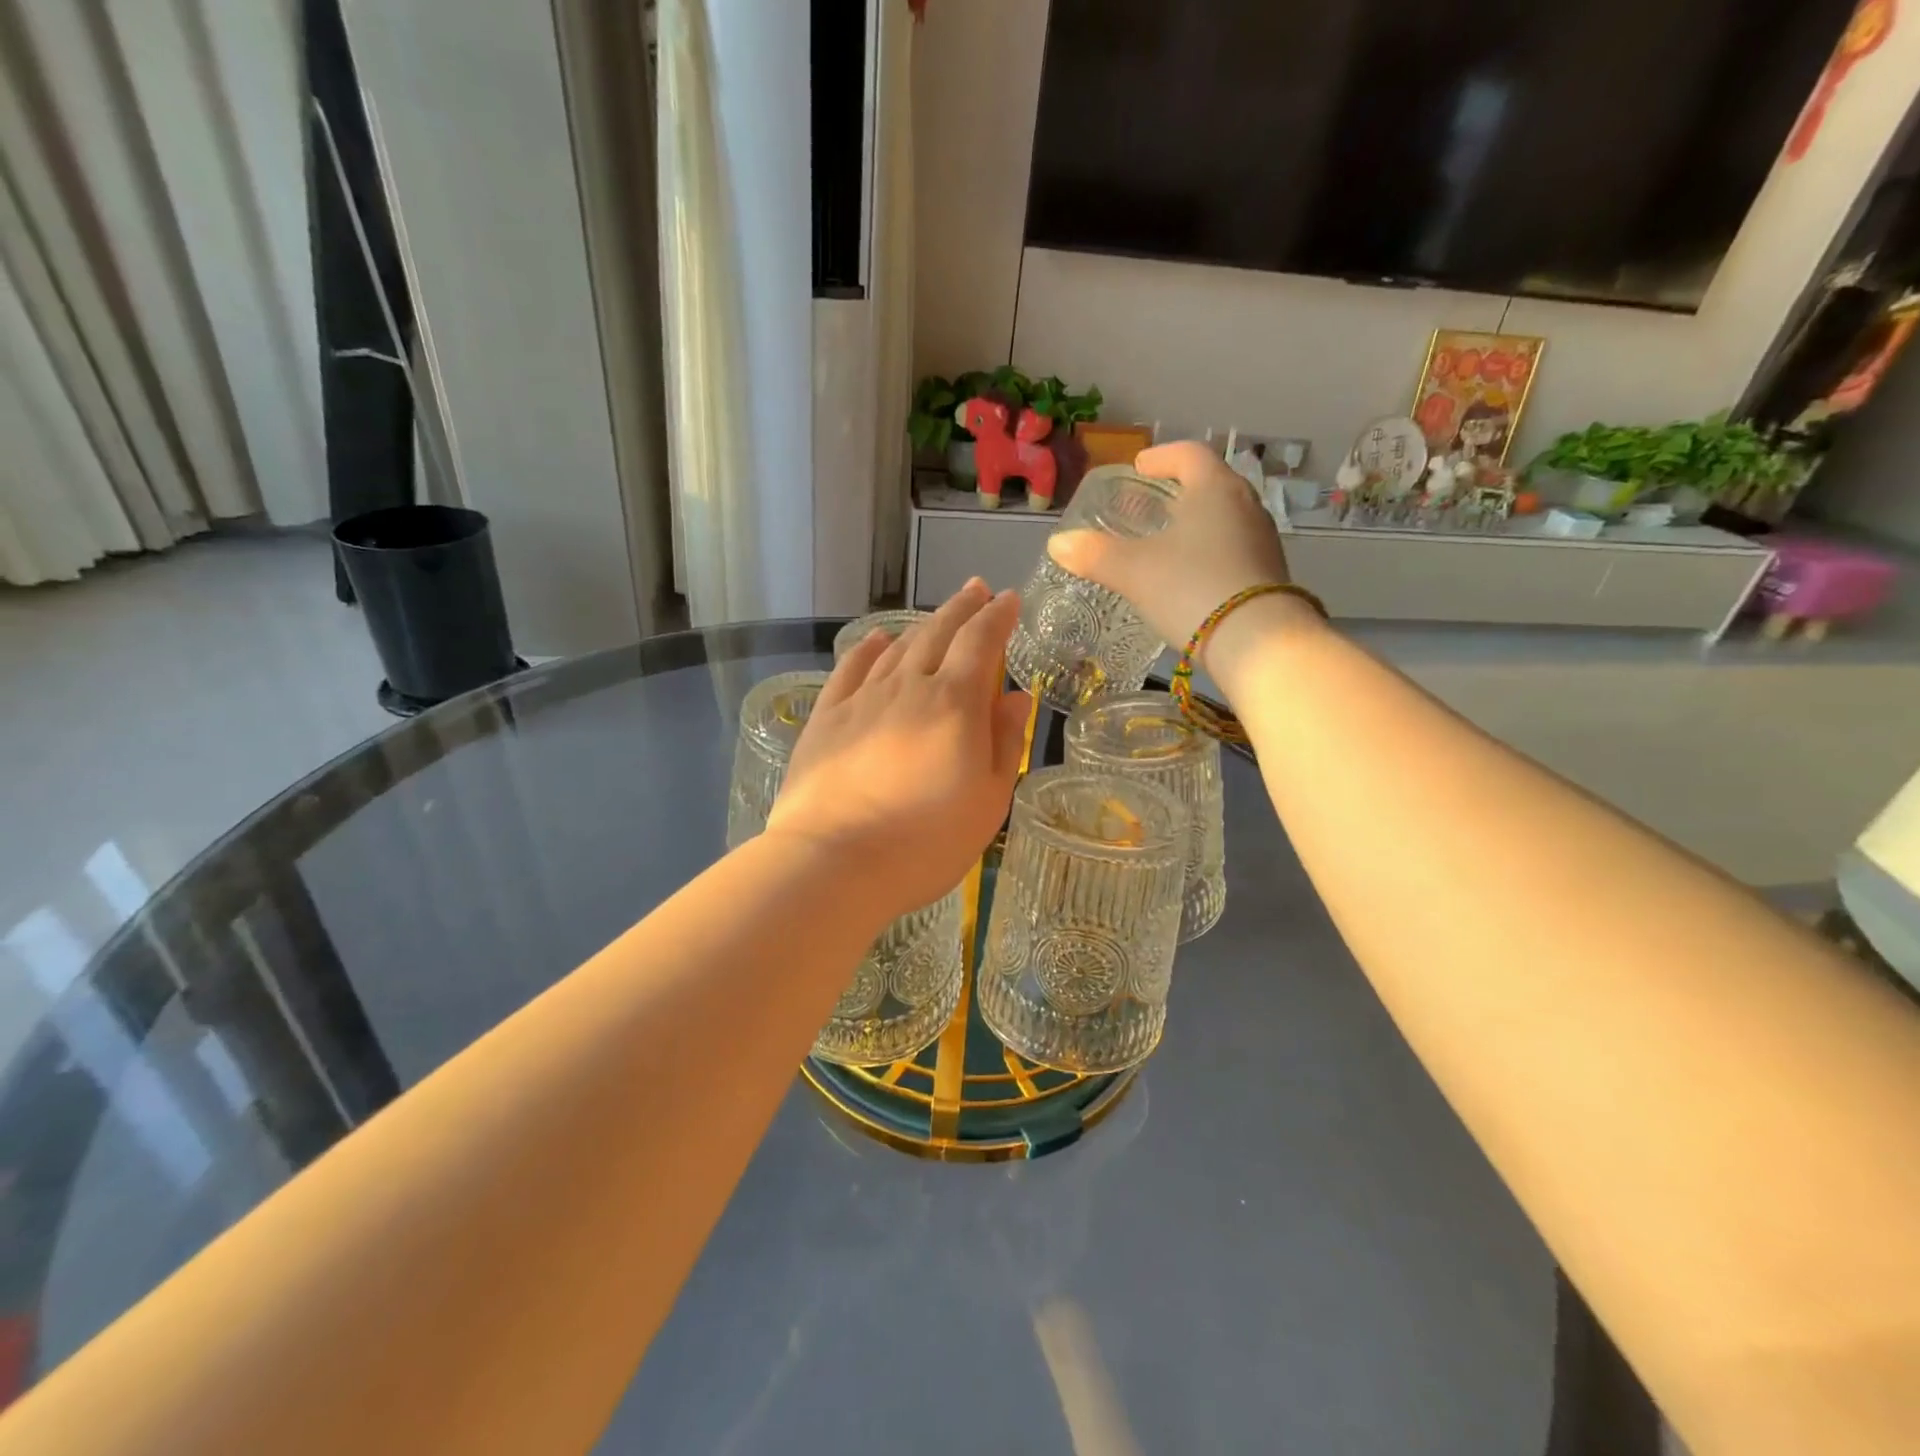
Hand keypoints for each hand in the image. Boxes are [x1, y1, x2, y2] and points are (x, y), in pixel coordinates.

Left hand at [768, 581, 1033, 921]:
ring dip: (922, 625)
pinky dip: (869, 648)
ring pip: (898, 648)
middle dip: (962, 608)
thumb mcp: (988, 801)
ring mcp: (862, 699)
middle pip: (938, 633)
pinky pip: (851, 669)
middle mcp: (908, 687)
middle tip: (977, 589)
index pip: (981, 642)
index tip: (1009, 600)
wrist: (833, 863)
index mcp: (954, 704)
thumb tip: (1015, 697)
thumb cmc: (925, 842)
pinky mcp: (826, 718)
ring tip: (938, 615)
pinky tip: (878, 640)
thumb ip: (1005, 743)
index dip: (997, 617)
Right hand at [1048, 441, 1292, 648]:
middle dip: (1178, 491)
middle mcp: (1245, 505)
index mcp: (1214, 489)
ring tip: (1166, 543)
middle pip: (1210, 484)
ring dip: (1195, 523)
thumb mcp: (1133, 571)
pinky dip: (1208, 551)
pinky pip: (1233, 549)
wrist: (1257, 642)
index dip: (1161, 457)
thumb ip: (1094, 554)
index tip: (1139, 468)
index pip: (1188, 454)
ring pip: (1224, 518)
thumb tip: (1058, 543)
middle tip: (1149, 507)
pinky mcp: (1268, 574)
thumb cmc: (1191, 589)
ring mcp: (1262, 540)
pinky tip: (1190, 576)